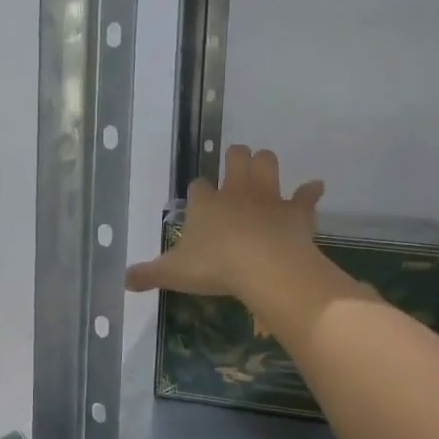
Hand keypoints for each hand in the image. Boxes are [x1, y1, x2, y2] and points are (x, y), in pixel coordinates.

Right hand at [126, 145, 323, 301]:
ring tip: (264, 172)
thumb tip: (124, 280)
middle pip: (236, 158)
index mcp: (205, 204)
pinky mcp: (295, 211)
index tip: (199, 199)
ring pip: (268, 163)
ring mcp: (268, 198)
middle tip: (235, 167)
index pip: (198, 186)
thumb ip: (148, 274)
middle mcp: (236, 192)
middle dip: (235, 158)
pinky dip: (310, 192)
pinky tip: (314, 189)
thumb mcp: (173, 274)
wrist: (263, 267)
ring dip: (266, 164)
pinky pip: (306, 195)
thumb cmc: (214, 267)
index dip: (199, 191)